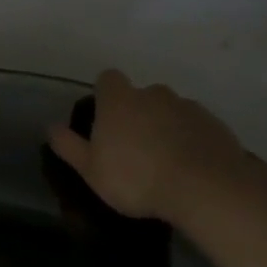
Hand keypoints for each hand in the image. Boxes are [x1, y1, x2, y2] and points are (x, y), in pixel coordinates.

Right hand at [46, 68, 245, 224]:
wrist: (204, 189)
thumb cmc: (135, 178)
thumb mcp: (90, 169)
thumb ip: (69, 146)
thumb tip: (50, 126)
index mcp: (119, 100)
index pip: (108, 78)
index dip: (104, 94)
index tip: (103, 118)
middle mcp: (154, 94)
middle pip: (141, 95)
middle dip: (136, 113)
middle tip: (131, 146)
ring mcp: (188, 107)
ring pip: (169, 110)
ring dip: (164, 126)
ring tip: (162, 161)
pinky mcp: (215, 124)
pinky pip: (194, 126)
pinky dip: (189, 139)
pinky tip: (187, 167)